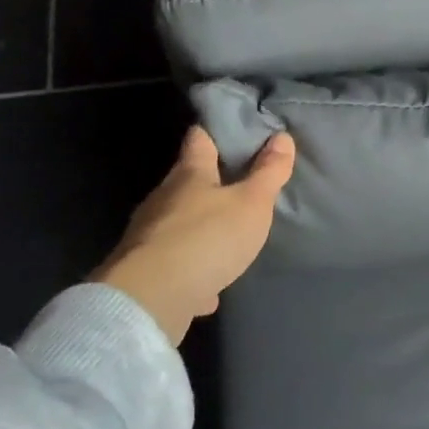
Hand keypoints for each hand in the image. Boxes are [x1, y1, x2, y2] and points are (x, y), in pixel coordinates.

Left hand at [91, 126, 295, 346]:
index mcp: (189, 174)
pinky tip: (210, 288)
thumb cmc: (207, 237)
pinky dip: (193, 272)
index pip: (199, 139)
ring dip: (200, 229)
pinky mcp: (146, 272)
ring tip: (227, 237)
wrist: (151, 299)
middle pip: (187, 182)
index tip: (232, 129)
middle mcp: (164, 199)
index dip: (215, 131)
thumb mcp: (251, 203)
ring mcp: (150, 236)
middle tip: (239, 185)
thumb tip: (282, 137)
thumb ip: (268, 173)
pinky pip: (175, 266)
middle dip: (210, 183)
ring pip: (179, 224)